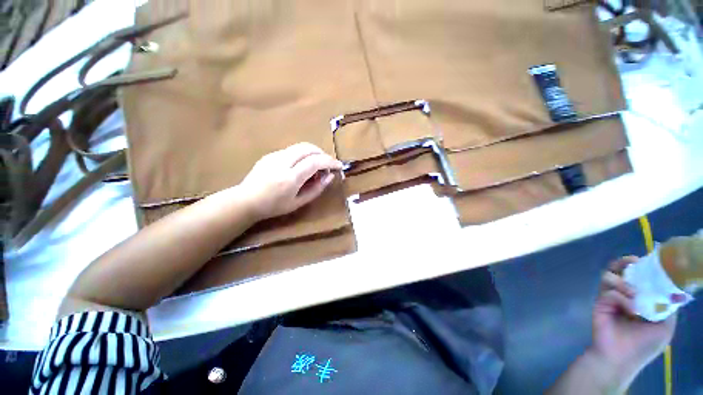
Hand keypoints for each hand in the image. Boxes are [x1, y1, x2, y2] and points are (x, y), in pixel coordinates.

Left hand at [238, 142, 342, 220]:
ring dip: (314, 152)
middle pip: (308, 148)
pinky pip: (292, 150)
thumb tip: (330, 176)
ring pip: (300, 146)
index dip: (330, 162)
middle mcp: (283, 162)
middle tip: (328, 164)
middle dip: (323, 153)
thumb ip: (316, 189)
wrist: (246, 200)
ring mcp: (275, 156)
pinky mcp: (270, 154)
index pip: (315, 162)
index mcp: (290, 178)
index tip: (339, 166)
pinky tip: (302, 166)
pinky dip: (303, 155)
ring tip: (317, 165)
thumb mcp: (298, 203)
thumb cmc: (274, 206)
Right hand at [589, 256, 676, 386]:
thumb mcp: (665, 327)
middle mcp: (626, 294)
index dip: (646, 267)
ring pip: (611, 276)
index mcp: (642, 299)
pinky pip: (610, 291)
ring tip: (632, 293)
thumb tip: (671, 286)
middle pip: (622, 270)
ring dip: (623, 281)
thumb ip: (668, 306)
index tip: (650, 261)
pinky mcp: (600, 301)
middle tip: (632, 263)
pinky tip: (629, 309)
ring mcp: (611, 297)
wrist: (619, 357)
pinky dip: (621, 297)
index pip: (642, 276)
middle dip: (627, 263)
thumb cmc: (644, 345)